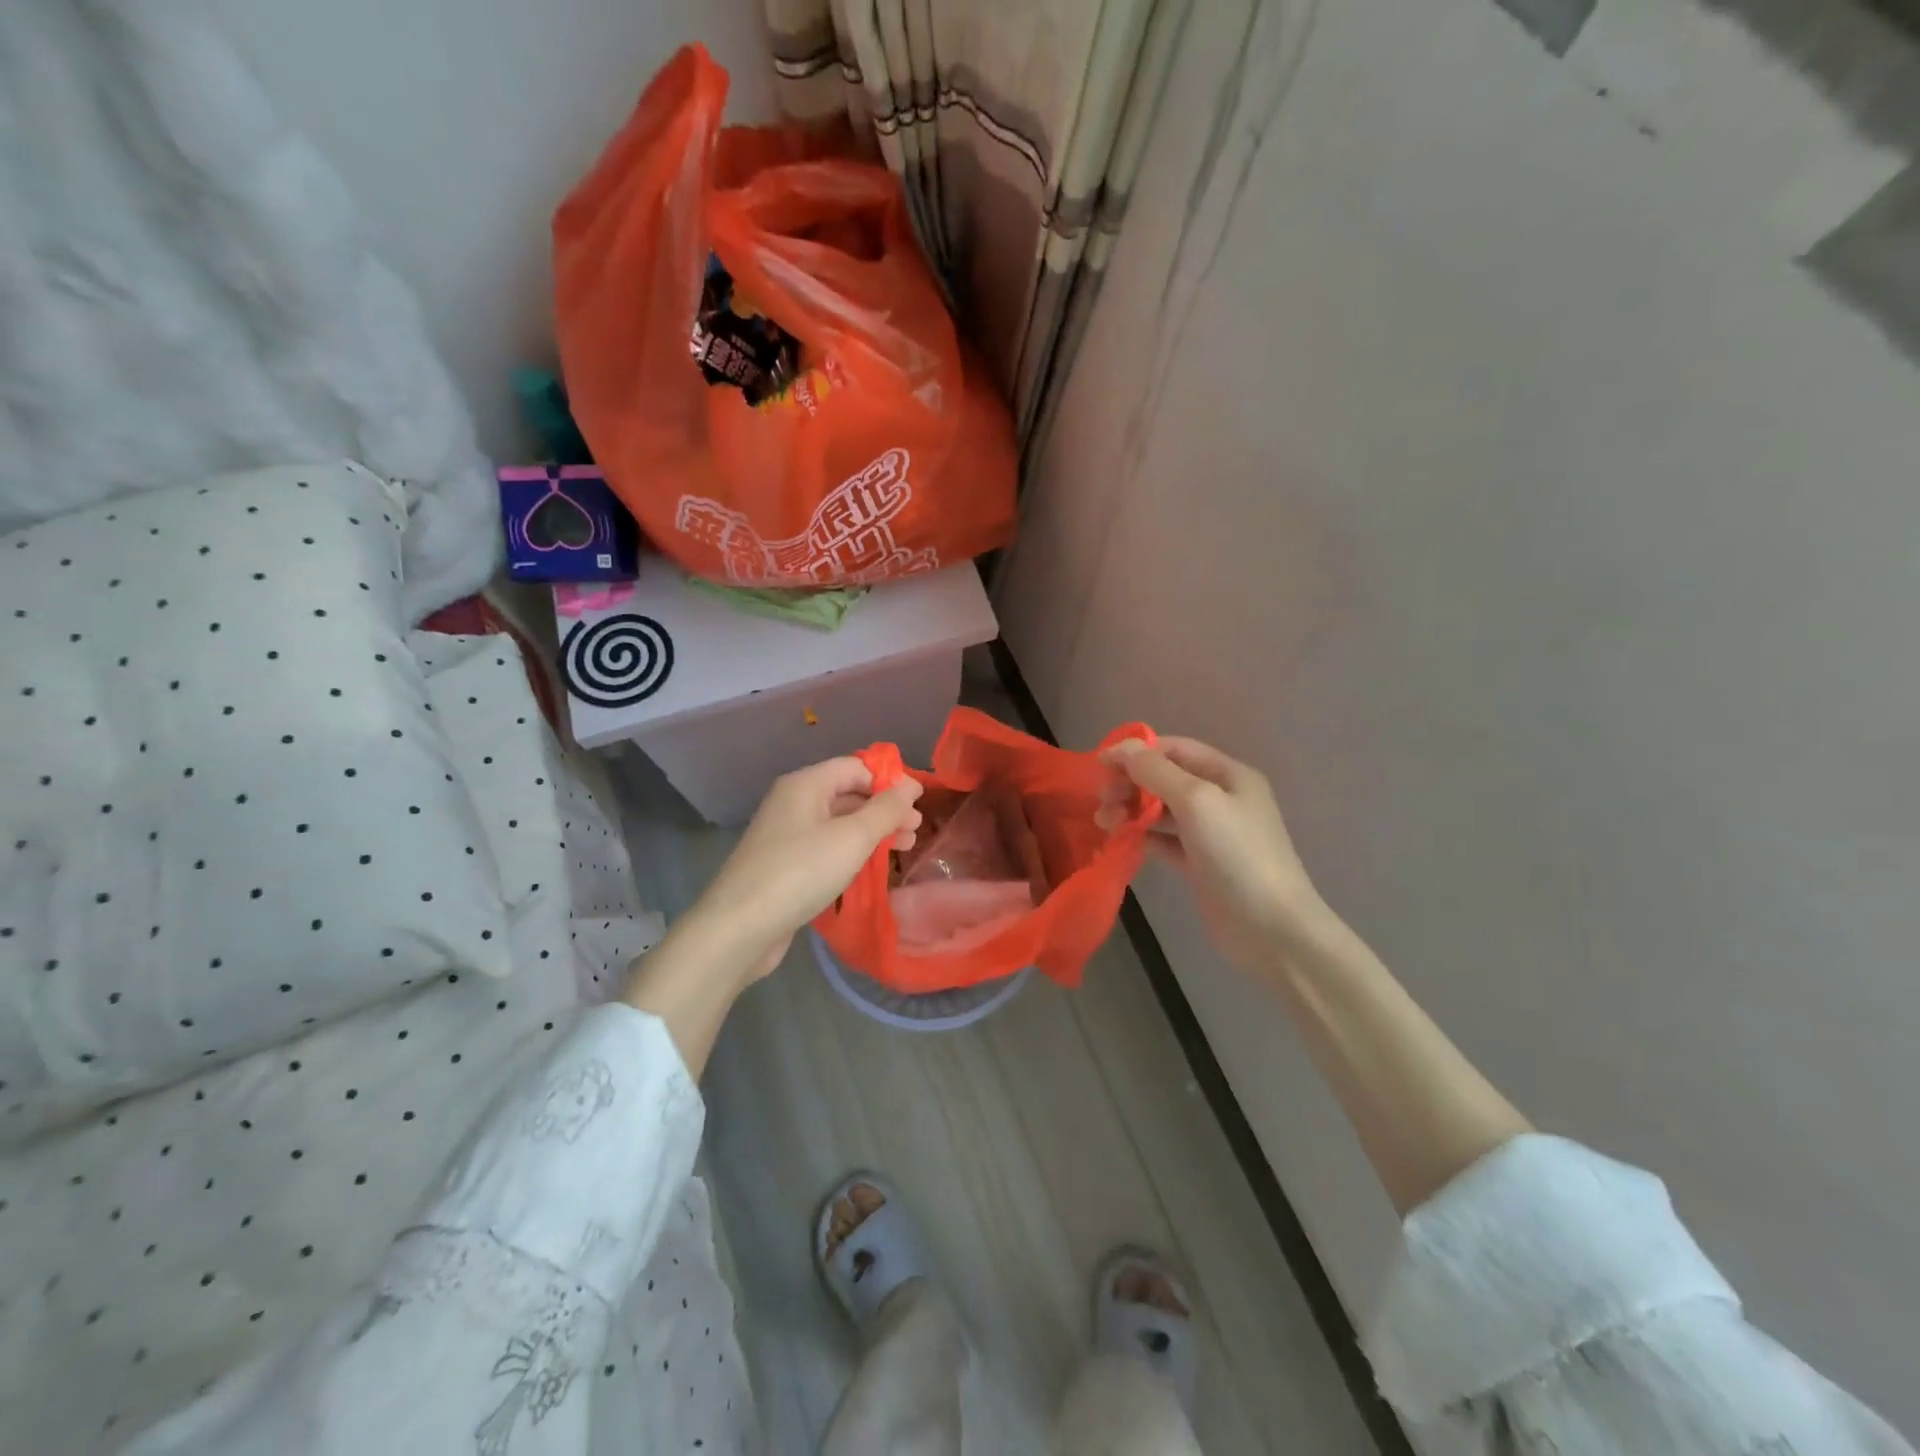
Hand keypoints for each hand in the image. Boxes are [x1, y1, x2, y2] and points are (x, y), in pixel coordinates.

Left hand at [673, 757, 923, 985]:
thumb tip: (910, 786)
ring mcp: (786, 835)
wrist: (739, 928)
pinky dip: (851, 852)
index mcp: (805, 785)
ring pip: (839, 823)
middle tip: (915, 832)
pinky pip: (826, 847)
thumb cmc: (800, 872)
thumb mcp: (852, 838)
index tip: (919, 804)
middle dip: (884, 810)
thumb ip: (886, 810)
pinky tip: (871, 868)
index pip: (856, 767)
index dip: (889, 781)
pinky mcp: (784, 865)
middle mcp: (793, 803)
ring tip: (903, 850)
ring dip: (872, 832)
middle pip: (848, 794)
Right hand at [1104, 737, 1329, 972]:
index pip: (1173, 749)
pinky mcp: (1199, 863)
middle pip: (1164, 778)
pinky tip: (1122, 842)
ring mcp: (1210, 833)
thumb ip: (1155, 771)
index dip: (1136, 752)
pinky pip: (1163, 840)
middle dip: (1130, 783)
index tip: (1099, 766)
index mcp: (1227, 774)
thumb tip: (1120, 749)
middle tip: (1104, 802)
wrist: (1271, 928)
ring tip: (1105, 823)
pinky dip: (1141, 837)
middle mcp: (1220, 798)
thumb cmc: (1237, 855)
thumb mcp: (1197, 801)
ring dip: (1131, 810)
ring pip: (1161, 809)